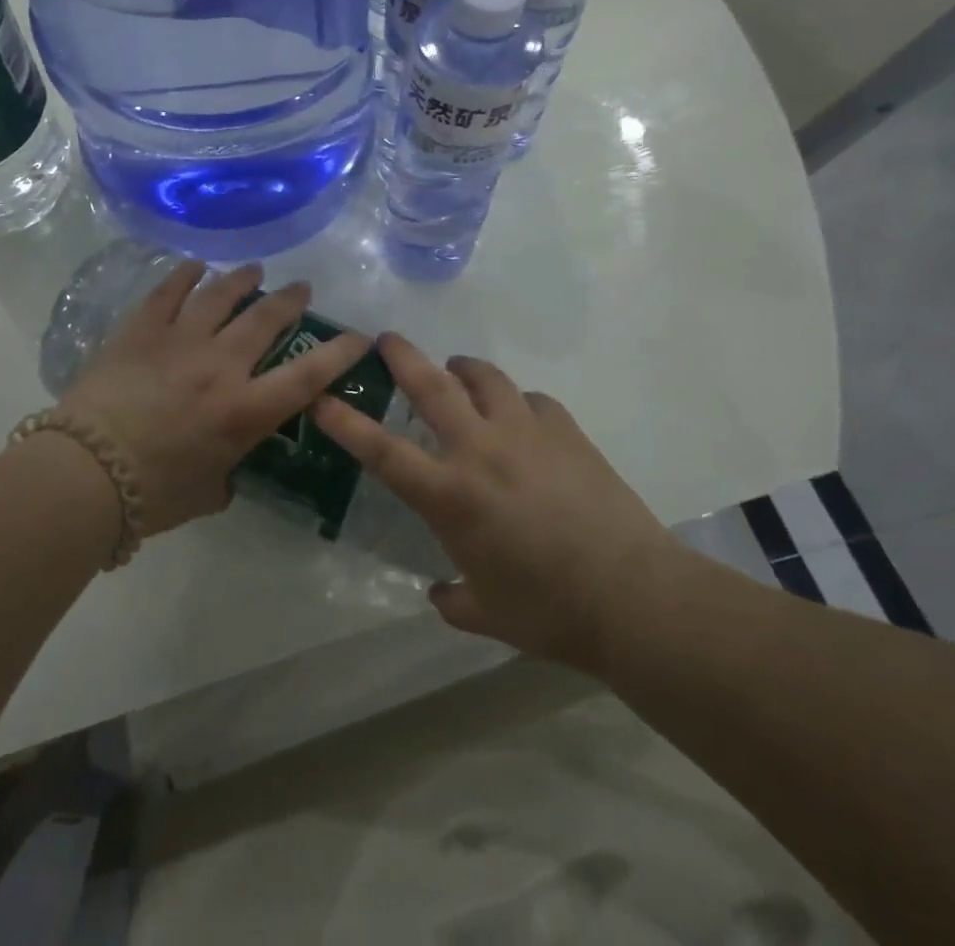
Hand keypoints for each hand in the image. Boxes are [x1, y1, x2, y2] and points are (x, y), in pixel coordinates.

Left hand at [61, 260, 371, 535]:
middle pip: (266, 319)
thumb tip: (226, 468)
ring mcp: (180, 341)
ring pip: (221, 295)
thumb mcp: (208, 492)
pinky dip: (185, 275)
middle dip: (290, 299)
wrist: (86, 473)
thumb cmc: (153, 494)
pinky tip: (195, 267)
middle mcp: (221, 365)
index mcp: (245, 411)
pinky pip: (168, 292)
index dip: (340, 353)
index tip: (360, 336)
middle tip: (300, 288)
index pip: (308, 375)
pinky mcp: (141, 330)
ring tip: (254, 270)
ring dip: (243, 279)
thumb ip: (227, 473)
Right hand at [314, 333, 678, 674]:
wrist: (633, 596)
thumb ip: (454, 600)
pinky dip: (517, 402)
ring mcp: (526, 432)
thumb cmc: (550, 611)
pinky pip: (532, 400)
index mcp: (450, 496)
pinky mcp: (566, 430)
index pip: (382, 451)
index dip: (345, 422)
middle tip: (385, 338)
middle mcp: (480, 450)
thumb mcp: (488, 615)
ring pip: (484, 378)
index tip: (321, 397)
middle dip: (402, 356)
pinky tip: (521, 416)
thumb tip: (439, 594)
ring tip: (457, 372)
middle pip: (431, 386)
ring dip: (462, 369)